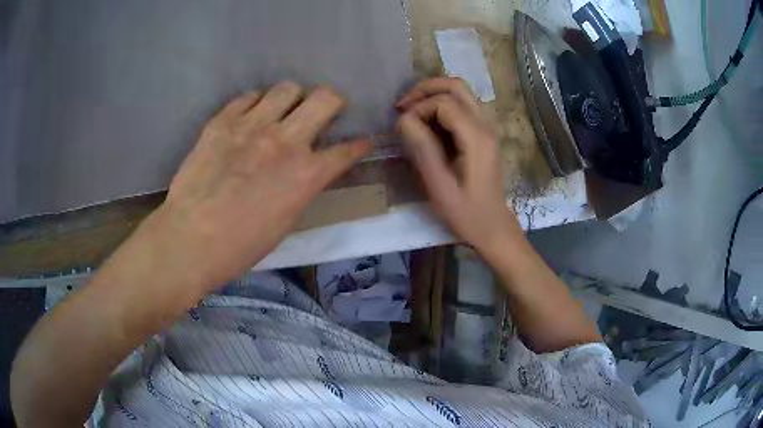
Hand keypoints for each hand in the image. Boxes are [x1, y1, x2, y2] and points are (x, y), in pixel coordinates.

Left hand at [158, 82, 371, 289]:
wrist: (190, 239)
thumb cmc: (240, 246)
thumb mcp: (284, 222)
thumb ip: (302, 188)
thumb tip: (308, 172)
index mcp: (306, 175)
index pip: (347, 150)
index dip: (360, 144)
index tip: (363, 141)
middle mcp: (285, 141)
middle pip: (326, 98)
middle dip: (332, 102)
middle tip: (322, 113)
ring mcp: (252, 126)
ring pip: (287, 88)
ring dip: (292, 98)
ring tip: (281, 112)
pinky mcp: (222, 121)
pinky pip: (248, 97)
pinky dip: (255, 104)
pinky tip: (249, 117)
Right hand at [397, 77, 521, 253]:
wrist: (493, 227)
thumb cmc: (466, 212)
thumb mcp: (439, 185)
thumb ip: (422, 148)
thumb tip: (404, 119)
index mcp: (477, 138)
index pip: (444, 102)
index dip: (419, 108)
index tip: (403, 127)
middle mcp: (486, 125)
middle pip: (456, 85)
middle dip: (425, 89)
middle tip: (403, 106)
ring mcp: (487, 128)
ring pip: (461, 92)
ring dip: (434, 95)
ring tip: (412, 111)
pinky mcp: (484, 134)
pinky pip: (463, 106)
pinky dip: (442, 106)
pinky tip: (427, 123)